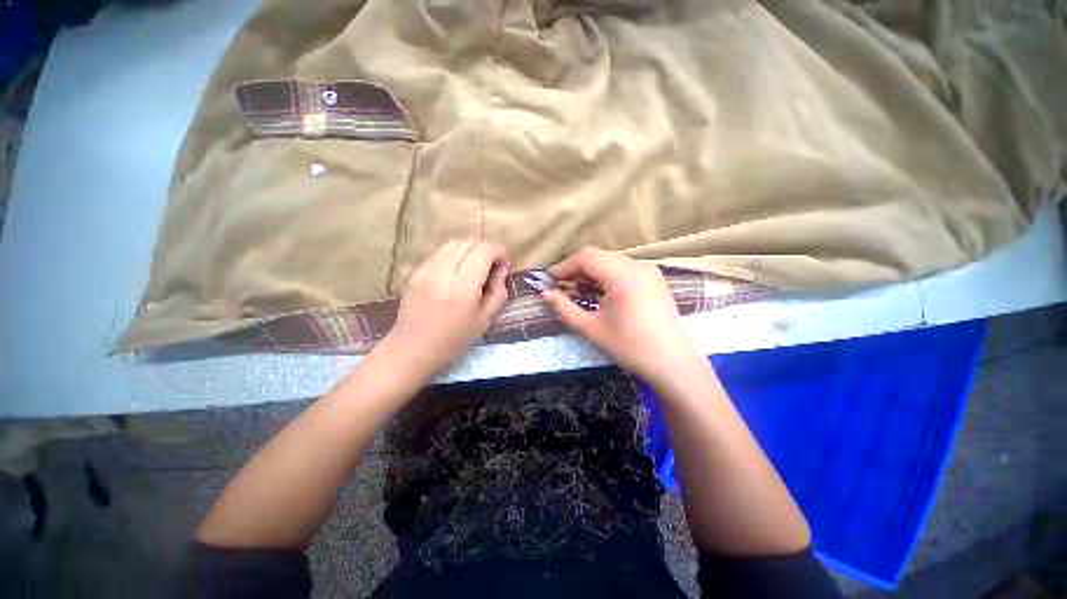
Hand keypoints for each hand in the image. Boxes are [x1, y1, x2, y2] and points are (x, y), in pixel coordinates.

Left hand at [381, 238, 509, 379]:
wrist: (413, 348)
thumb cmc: (454, 339)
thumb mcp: (486, 319)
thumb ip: (499, 291)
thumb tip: (502, 270)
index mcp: (462, 286)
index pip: (484, 250)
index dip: (499, 252)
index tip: (504, 265)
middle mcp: (443, 271)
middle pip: (469, 241)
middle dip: (486, 249)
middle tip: (493, 266)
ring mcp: (426, 269)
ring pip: (454, 242)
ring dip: (471, 249)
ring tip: (477, 267)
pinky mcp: (417, 271)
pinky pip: (441, 252)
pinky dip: (456, 255)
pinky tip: (458, 272)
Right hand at [541, 247, 702, 385]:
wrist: (673, 363)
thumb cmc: (630, 347)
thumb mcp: (591, 329)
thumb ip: (564, 309)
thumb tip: (544, 294)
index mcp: (623, 275)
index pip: (587, 257)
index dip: (565, 266)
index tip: (549, 280)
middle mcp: (638, 266)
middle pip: (599, 257)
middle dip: (576, 270)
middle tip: (561, 287)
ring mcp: (649, 272)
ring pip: (611, 262)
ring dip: (591, 274)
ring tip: (578, 292)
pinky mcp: (654, 280)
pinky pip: (623, 270)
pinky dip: (606, 278)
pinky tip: (599, 294)